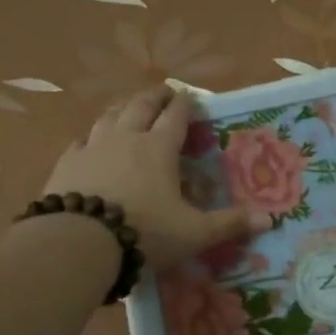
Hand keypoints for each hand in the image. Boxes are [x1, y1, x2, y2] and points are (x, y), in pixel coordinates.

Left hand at [39, 85, 267, 272]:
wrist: (79, 242)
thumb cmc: (145, 232)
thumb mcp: (195, 233)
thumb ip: (229, 224)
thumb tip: (269, 220)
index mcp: (159, 148)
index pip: (176, 116)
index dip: (185, 104)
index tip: (191, 97)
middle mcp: (126, 138)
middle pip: (141, 106)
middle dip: (155, 97)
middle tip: (164, 92)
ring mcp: (92, 148)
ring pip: (109, 116)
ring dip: (122, 108)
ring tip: (129, 106)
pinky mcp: (66, 164)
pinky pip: (80, 141)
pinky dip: (91, 136)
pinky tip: (89, 141)